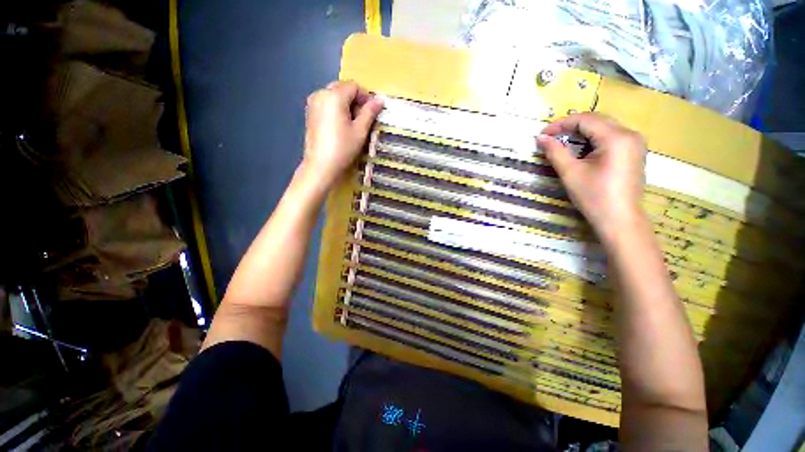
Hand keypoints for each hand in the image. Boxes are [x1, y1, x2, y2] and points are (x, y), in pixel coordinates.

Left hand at [302, 81, 383, 186]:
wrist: (321, 166)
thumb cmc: (343, 148)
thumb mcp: (360, 130)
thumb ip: (370, 112)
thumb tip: (380, 99)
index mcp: (333, 96)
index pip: (353, 86)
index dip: (366, 97)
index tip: (373, 112)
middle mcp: (320, 94)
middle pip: (342, 89)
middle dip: (355, 100)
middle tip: (364, 119)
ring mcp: (313, 103)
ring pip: (334, 96)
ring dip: (346, 105)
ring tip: (353, 124)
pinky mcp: (310, 113)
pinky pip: (326, 104)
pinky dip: (336, 110)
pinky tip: (341, 127)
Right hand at [537, 113, 646, 244]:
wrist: (619, 220)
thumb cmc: (594, 197)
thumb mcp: (570, 173)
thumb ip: (555, 152)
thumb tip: (540, 138)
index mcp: (616, 137)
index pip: (585, 119)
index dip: (561, 124)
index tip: (542, 134)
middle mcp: (630, 134)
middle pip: (596, 120)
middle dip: (571, 126)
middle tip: (550, 138)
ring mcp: (635, 143)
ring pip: (604, 127)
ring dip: (581, 133)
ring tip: (562, 143)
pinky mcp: (634, 152)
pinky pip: (611, 137)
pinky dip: (593, 140)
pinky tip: (581, 150)